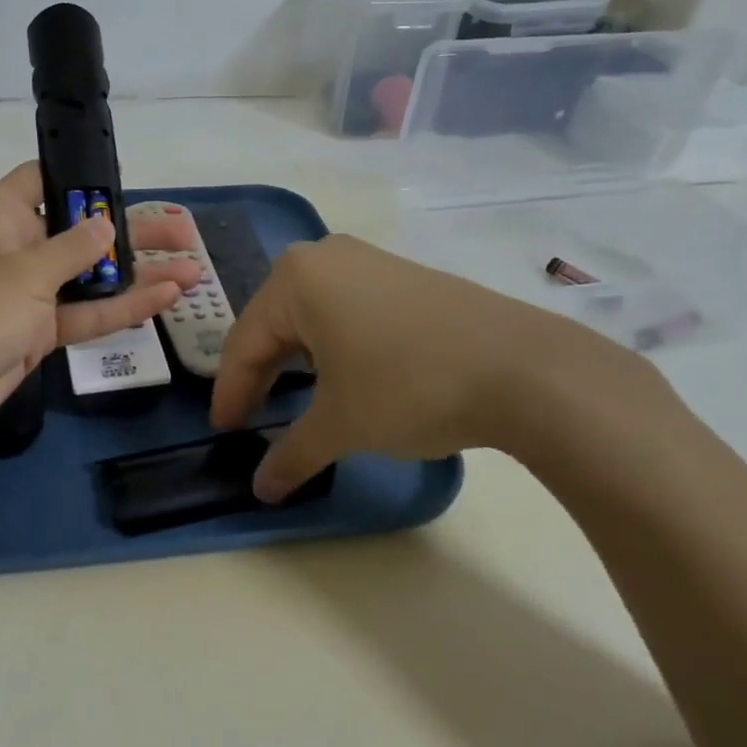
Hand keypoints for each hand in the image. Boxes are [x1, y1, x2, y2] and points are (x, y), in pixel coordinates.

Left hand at [0, 164, 202, 455]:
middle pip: (81, 231)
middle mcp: (17, 249)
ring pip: (91, 277)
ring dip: (138, 274)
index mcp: (1, 217)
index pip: (43, 181)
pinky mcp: (37, 333)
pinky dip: (121, 309)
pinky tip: (165, 299)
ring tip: (193, 268)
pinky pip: (85, 314)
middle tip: (182, 232)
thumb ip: (72, 249)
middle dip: (129, 231)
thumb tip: (104, 223)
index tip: (126, 183)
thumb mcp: (22, 274)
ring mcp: (29, 294)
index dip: (83, 179)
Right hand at [208, 234, 671, 500]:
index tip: (223, 431)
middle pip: (275, 322)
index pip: (245, 341)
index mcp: (295, 278)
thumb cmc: (408, 386)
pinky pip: (346, 308)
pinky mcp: (402, 275)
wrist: (522, 368)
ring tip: (294, 399)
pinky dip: (332, 344)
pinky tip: (342, 373)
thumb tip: (261, 490)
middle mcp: (325, 256)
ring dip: (297, 359)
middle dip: (261, 373)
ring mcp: (368, 260)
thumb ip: (292, 453)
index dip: (231, 392)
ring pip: (311, 314)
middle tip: (251, 418)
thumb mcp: (341, 424)